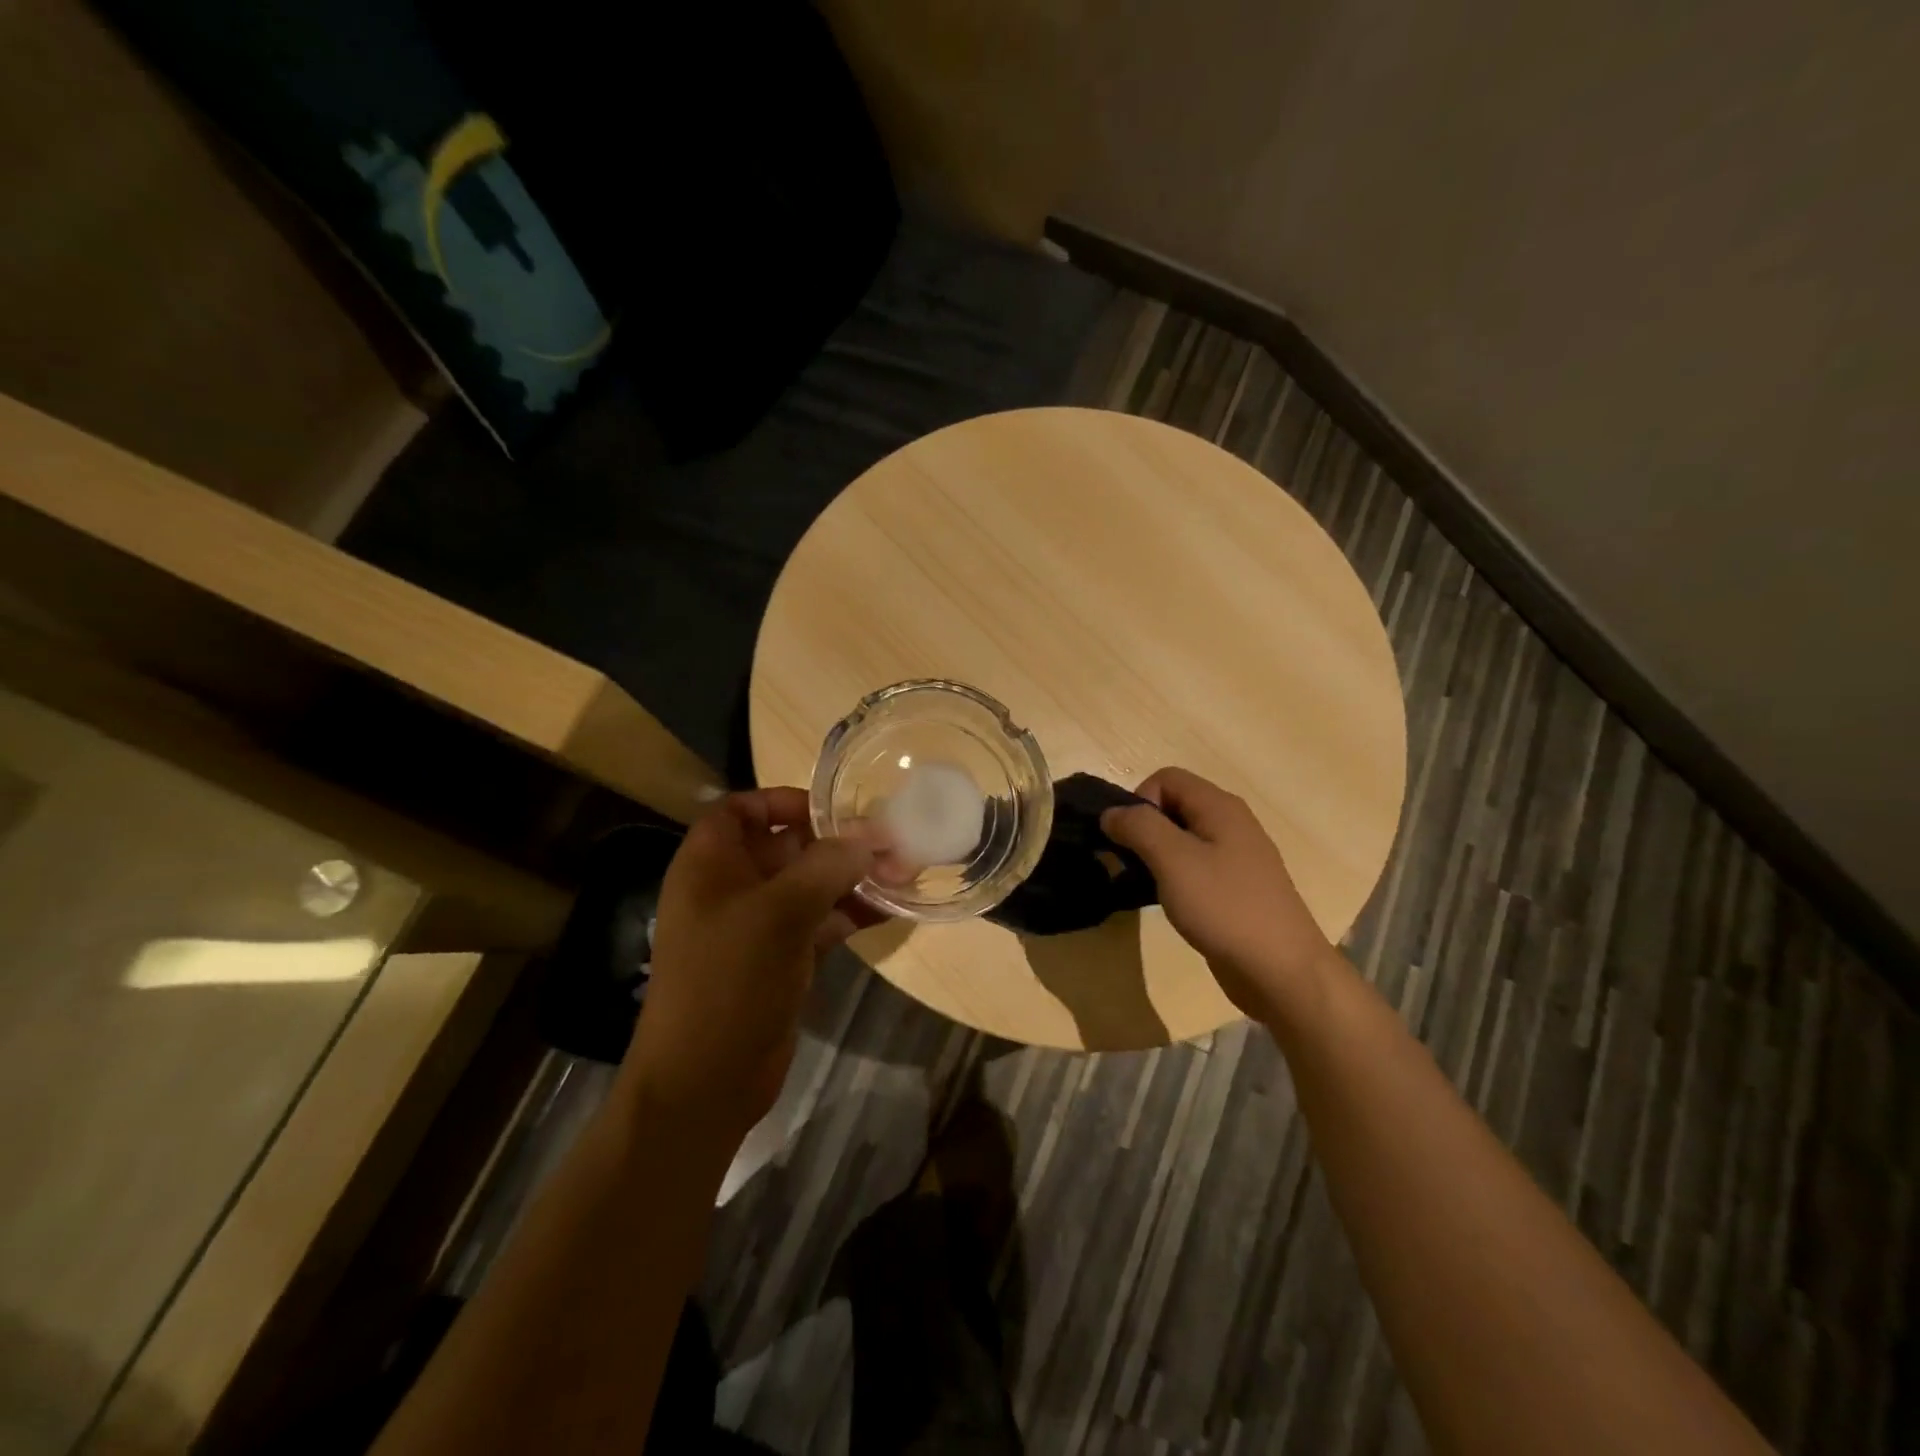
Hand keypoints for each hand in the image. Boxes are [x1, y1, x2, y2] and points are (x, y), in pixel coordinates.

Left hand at [623, 789, 879, 1146]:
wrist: (705, 1082)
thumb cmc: (728, 981)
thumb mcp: (778, 914)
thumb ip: (826, 866)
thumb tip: (869, 837)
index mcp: (710, 865)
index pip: (741, 810)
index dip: (782, 801)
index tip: (832, 807)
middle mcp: (732, 888)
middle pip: (786, 847)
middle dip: (837, 842)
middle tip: (891, 840)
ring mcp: (758, 927)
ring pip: (810, 886)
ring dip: (853, 878)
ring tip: (905, 871)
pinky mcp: (782, 959)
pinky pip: (821, 922)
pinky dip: (852, 914)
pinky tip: (893, 908)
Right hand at [1102, 767, 1336, 1021]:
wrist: (1281, 971)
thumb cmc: (1225, 907)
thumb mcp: (1173, 860)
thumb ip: (1138, 827)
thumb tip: (1111, 813)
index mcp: (1220, 807)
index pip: (1166, 778)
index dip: (1140, 800)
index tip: (1130, 840)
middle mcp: (1231, 824)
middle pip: (1174, 806)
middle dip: (1144, 828)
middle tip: (1130, 864)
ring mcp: (1236, 858)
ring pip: (1182, 839)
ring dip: (1156, 856)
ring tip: (1144, 886)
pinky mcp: (1235, 889)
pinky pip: (1195, 867)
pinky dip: (1174, 878)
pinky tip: (1170, 904)